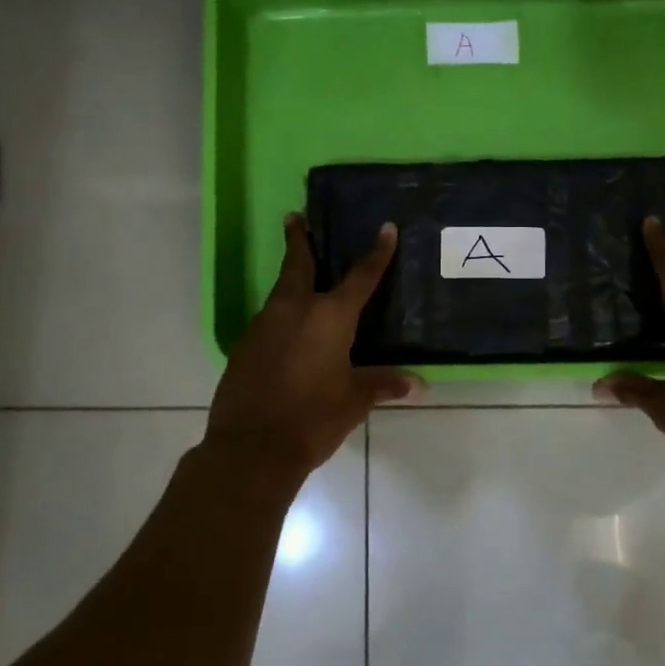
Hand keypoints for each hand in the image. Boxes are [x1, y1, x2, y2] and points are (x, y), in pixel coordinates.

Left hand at [204, 214, 422, 481]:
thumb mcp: (355, 400)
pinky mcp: (243, 346)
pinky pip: (268, 321)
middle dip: (298, 239)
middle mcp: (294, 310)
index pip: (360, 276)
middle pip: (297, 265)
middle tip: (294, 217)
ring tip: (300, 277)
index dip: (377, 252)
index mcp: (330, 316)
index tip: (385, 228)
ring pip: (279, 292)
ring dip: (289, 279)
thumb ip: (384, 384)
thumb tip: (420, 385)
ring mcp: (263, 326)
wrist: (251, 448)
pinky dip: (280, 316)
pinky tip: (286, 332)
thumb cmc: (313, 418)